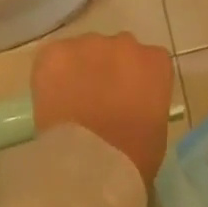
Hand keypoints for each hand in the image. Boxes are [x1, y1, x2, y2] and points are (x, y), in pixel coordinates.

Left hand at [32, 32, 174, 186]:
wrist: (90, 163)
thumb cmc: (133, 156)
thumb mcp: (156, 128)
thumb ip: (147, 102)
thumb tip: (131, 103)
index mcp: (156, 62)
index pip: (148, 61)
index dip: (134, 80)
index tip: (126, 100)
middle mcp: (126, 43)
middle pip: (116, 50)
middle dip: (108, 69)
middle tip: (97, 100)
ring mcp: (90, 44)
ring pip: (84, 50)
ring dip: (80, 69)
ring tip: (71, 100)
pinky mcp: (56, 51)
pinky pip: (55, 56)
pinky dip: (52, 74)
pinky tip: (51, 98)